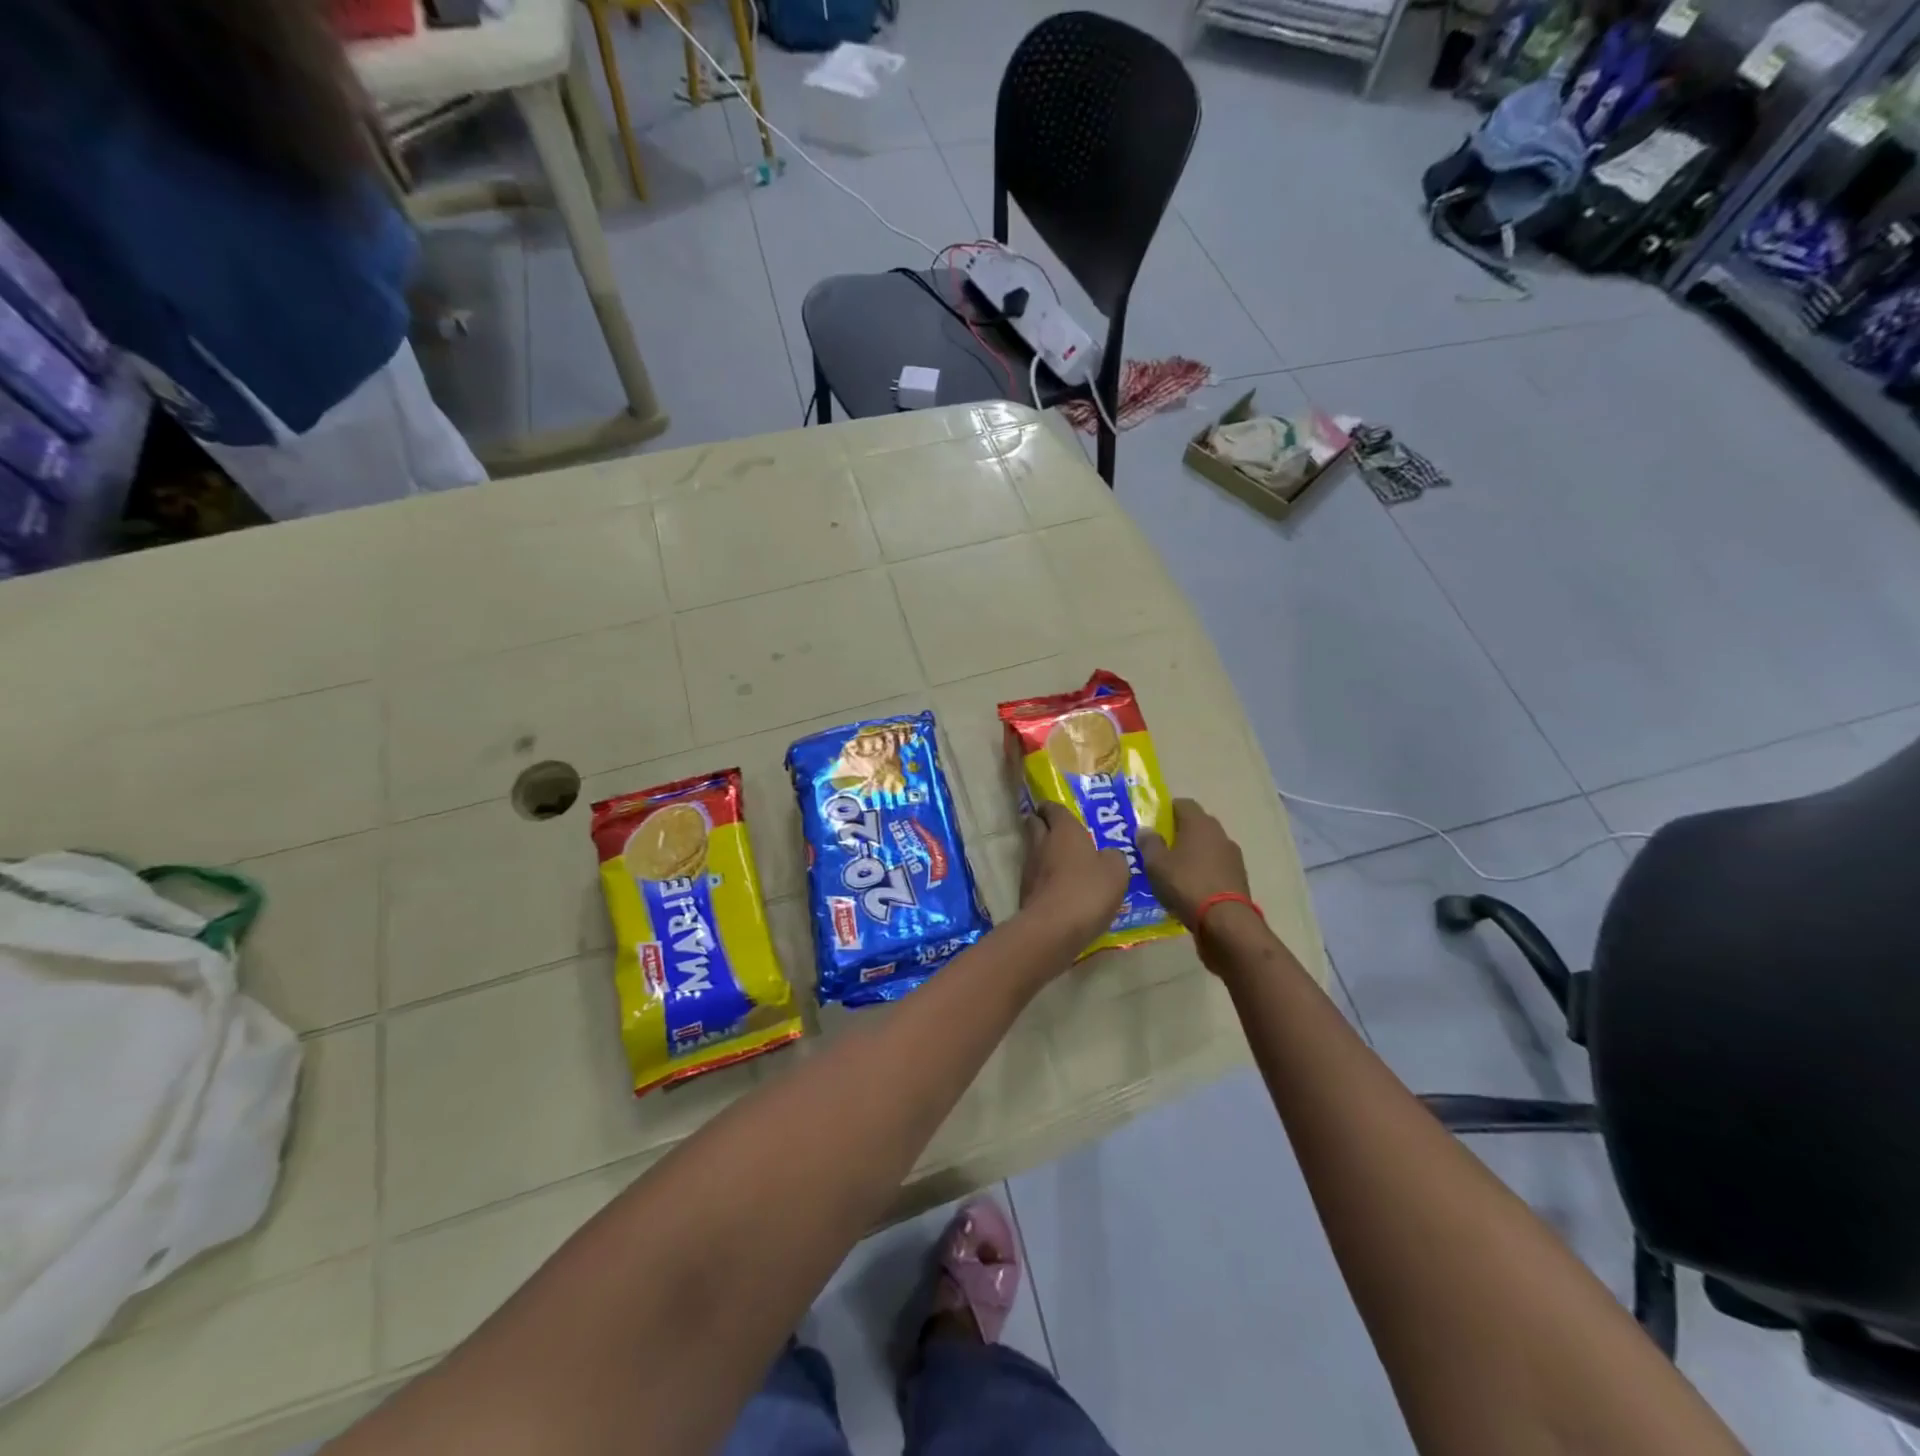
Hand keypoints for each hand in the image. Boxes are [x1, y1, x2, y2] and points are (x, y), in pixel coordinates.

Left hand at [1018, 801, 1129, 953]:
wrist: (1053, 927)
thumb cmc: (1088, 890)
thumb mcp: (1116, 871)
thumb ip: (1113, 857)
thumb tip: (1108, 855)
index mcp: (1064, 830)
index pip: (1053, 808)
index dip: (1053, 807)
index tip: (1055, 809)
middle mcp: (1042, 842)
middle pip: (1034, 824)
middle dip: (1041, 823)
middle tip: (1054, 828)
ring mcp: (1029, 867)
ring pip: (1033, 850)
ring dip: (1043, 851)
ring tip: (1060, 859)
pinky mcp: (1024, 891)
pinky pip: (1035, 875)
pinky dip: (1043, 876)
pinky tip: (1057, 885)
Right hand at [1138, 798, 1249, 929]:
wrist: (1225, 922)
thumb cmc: (1186, 884)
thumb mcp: (1156, 864)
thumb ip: (1149, 843)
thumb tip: (1144, 829)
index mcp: (1199, 823)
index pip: (1183, 803)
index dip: (1166, 810)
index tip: (1152, 824)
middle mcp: (1219, 833)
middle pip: (1197, 824)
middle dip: (1179, 833)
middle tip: (1159, 848)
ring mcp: (1232, 856)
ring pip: (1207, 847)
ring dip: (1193, 854)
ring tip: (1174, 871)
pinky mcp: (1239, 877)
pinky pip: (1216, 866)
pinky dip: (1204, 871)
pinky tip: (1190, 888)